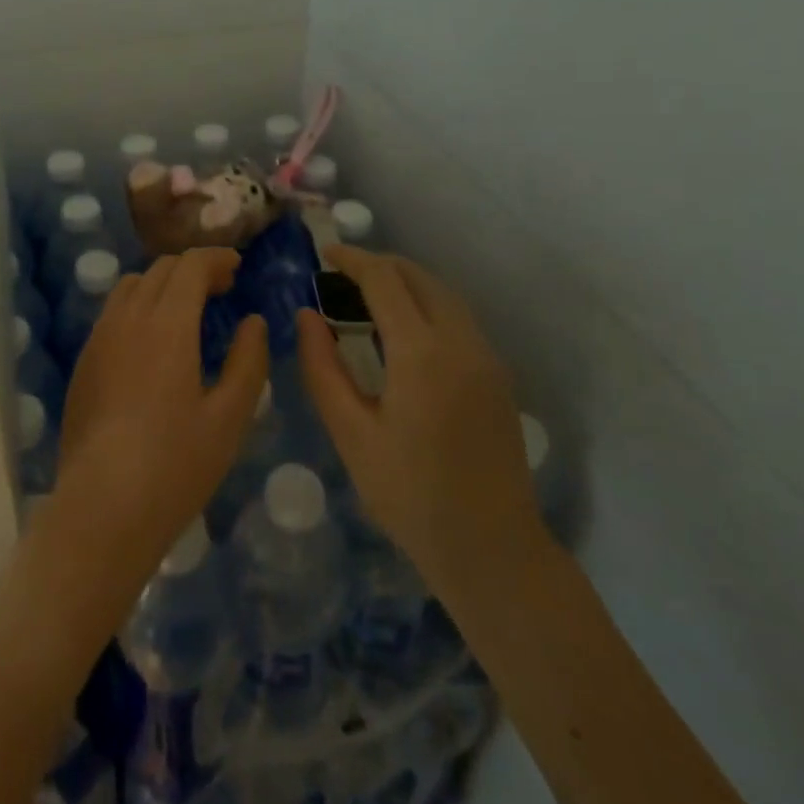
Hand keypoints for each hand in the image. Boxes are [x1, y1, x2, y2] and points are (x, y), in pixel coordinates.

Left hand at [51, 249, 269, 593]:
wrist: (101, 508)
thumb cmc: (175, 465)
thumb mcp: (229, 418)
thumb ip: (247, 361)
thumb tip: (253, 322)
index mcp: (167, 324)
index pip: (190, 266)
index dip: (216, 258)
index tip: (237, 267)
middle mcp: (128, 319)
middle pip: (160, 269)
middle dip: (193, 269)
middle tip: (221, 290)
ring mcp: (99, 339)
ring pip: (131, 286)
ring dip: (163, 284)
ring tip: (186, 312)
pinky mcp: (83, 363)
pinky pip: (113, 313)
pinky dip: (139, 306)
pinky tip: (152, 343)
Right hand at [295, 246, 543, 588]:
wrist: (493, 549)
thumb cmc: (410, 496)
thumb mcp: (351, 433)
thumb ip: (322, 367)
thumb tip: (306, 316)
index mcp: (422, 353)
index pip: (385, 279)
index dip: (352, 259)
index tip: (324, 254)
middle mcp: (461, 341)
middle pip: (418, 276)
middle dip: (379, 264)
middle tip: (340, 274)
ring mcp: (486, 356)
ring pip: (442, 293)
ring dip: (404, 282)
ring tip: (365, 295)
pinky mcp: (497, 374)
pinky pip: (457, 317)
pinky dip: (425, 304)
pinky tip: (402, 330)